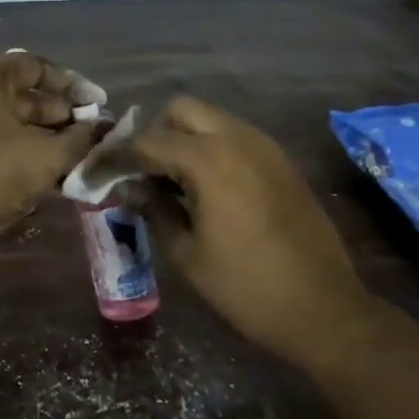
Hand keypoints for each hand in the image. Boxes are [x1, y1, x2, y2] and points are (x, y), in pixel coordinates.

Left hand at [0, 53, 98, 246]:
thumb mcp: (50, 153)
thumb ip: (82, 137)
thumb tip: (102, 127)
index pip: (34, 66)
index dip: (71, 82)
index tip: (97, 103)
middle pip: (24, 96)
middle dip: (62, 113)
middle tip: (92, 132)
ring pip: (14, 125)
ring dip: (48, 137)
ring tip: (81, 153)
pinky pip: (1, 146)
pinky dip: (28, 154)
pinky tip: (58, 173)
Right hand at [131, 96, 366, 362]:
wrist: (323, 308)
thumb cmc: (246, 287)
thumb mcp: (187, 253)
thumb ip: (154, 210)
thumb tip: (130, 188)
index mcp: (210, 160)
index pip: (147, 142)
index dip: (114, 157)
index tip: (94, 174)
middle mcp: (238, 139)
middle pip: (182, 110)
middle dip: (154, 133)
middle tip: (140, 172)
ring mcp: (265, 147)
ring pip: (211, 120)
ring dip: (184, 139)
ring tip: (169, 181)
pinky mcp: (281, 163)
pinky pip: (235, 137)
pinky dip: (211, 149)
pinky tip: (204, 188)